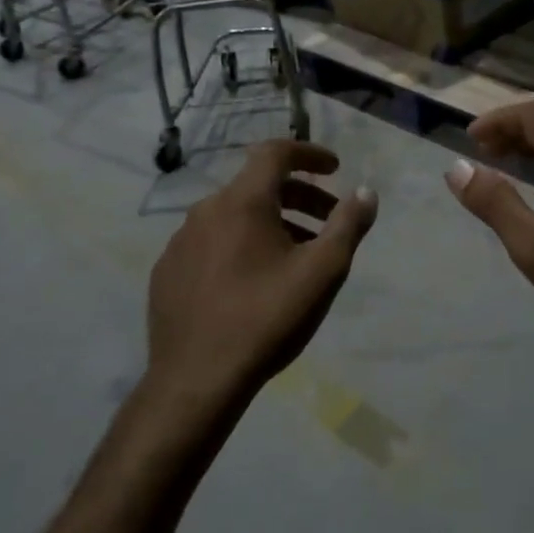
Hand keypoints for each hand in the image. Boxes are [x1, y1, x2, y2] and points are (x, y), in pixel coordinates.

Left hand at [147, 141, 377, 409]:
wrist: (197, 379)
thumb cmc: (266, 319)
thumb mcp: (322, 272)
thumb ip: (348, 226)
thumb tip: (366, 193)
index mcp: (241, 202)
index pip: (275, 153)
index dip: (309, 154)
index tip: (335, 168)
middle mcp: (204, 211)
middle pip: (257, 187)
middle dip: (299, 197)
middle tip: (329, 223)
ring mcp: (180, 243)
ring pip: (233, 218)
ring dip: (271, 225)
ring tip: (297, 258)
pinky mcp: (167, 273)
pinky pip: (211, 245)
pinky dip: (240, 247)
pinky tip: (253, 283)